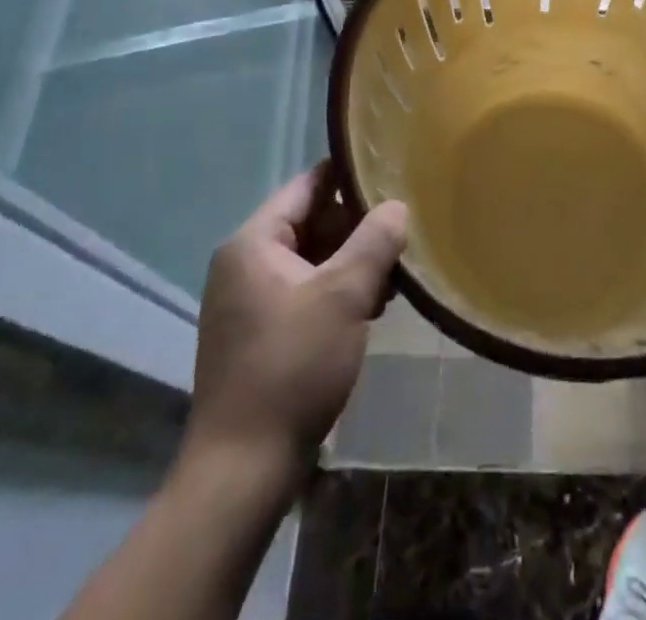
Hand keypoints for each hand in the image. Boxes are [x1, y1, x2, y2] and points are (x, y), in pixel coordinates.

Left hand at [184, 164, 407, 477]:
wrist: (242, 471)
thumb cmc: (293, 367)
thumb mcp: (345, 295)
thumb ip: (375, 240)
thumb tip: (396, 205)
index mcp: (254, 243)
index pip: (308, 185)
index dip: (350, 176)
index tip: (392, 174)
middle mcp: (245, 263)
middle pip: (311, 222)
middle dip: (358, 228)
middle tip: (402, 236)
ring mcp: (249, 301)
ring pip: (312, 260)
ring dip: (352, 264)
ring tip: (394, 277)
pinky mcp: (260, 334)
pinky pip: (305, 292)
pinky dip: (337, 292)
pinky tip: (372, 308)